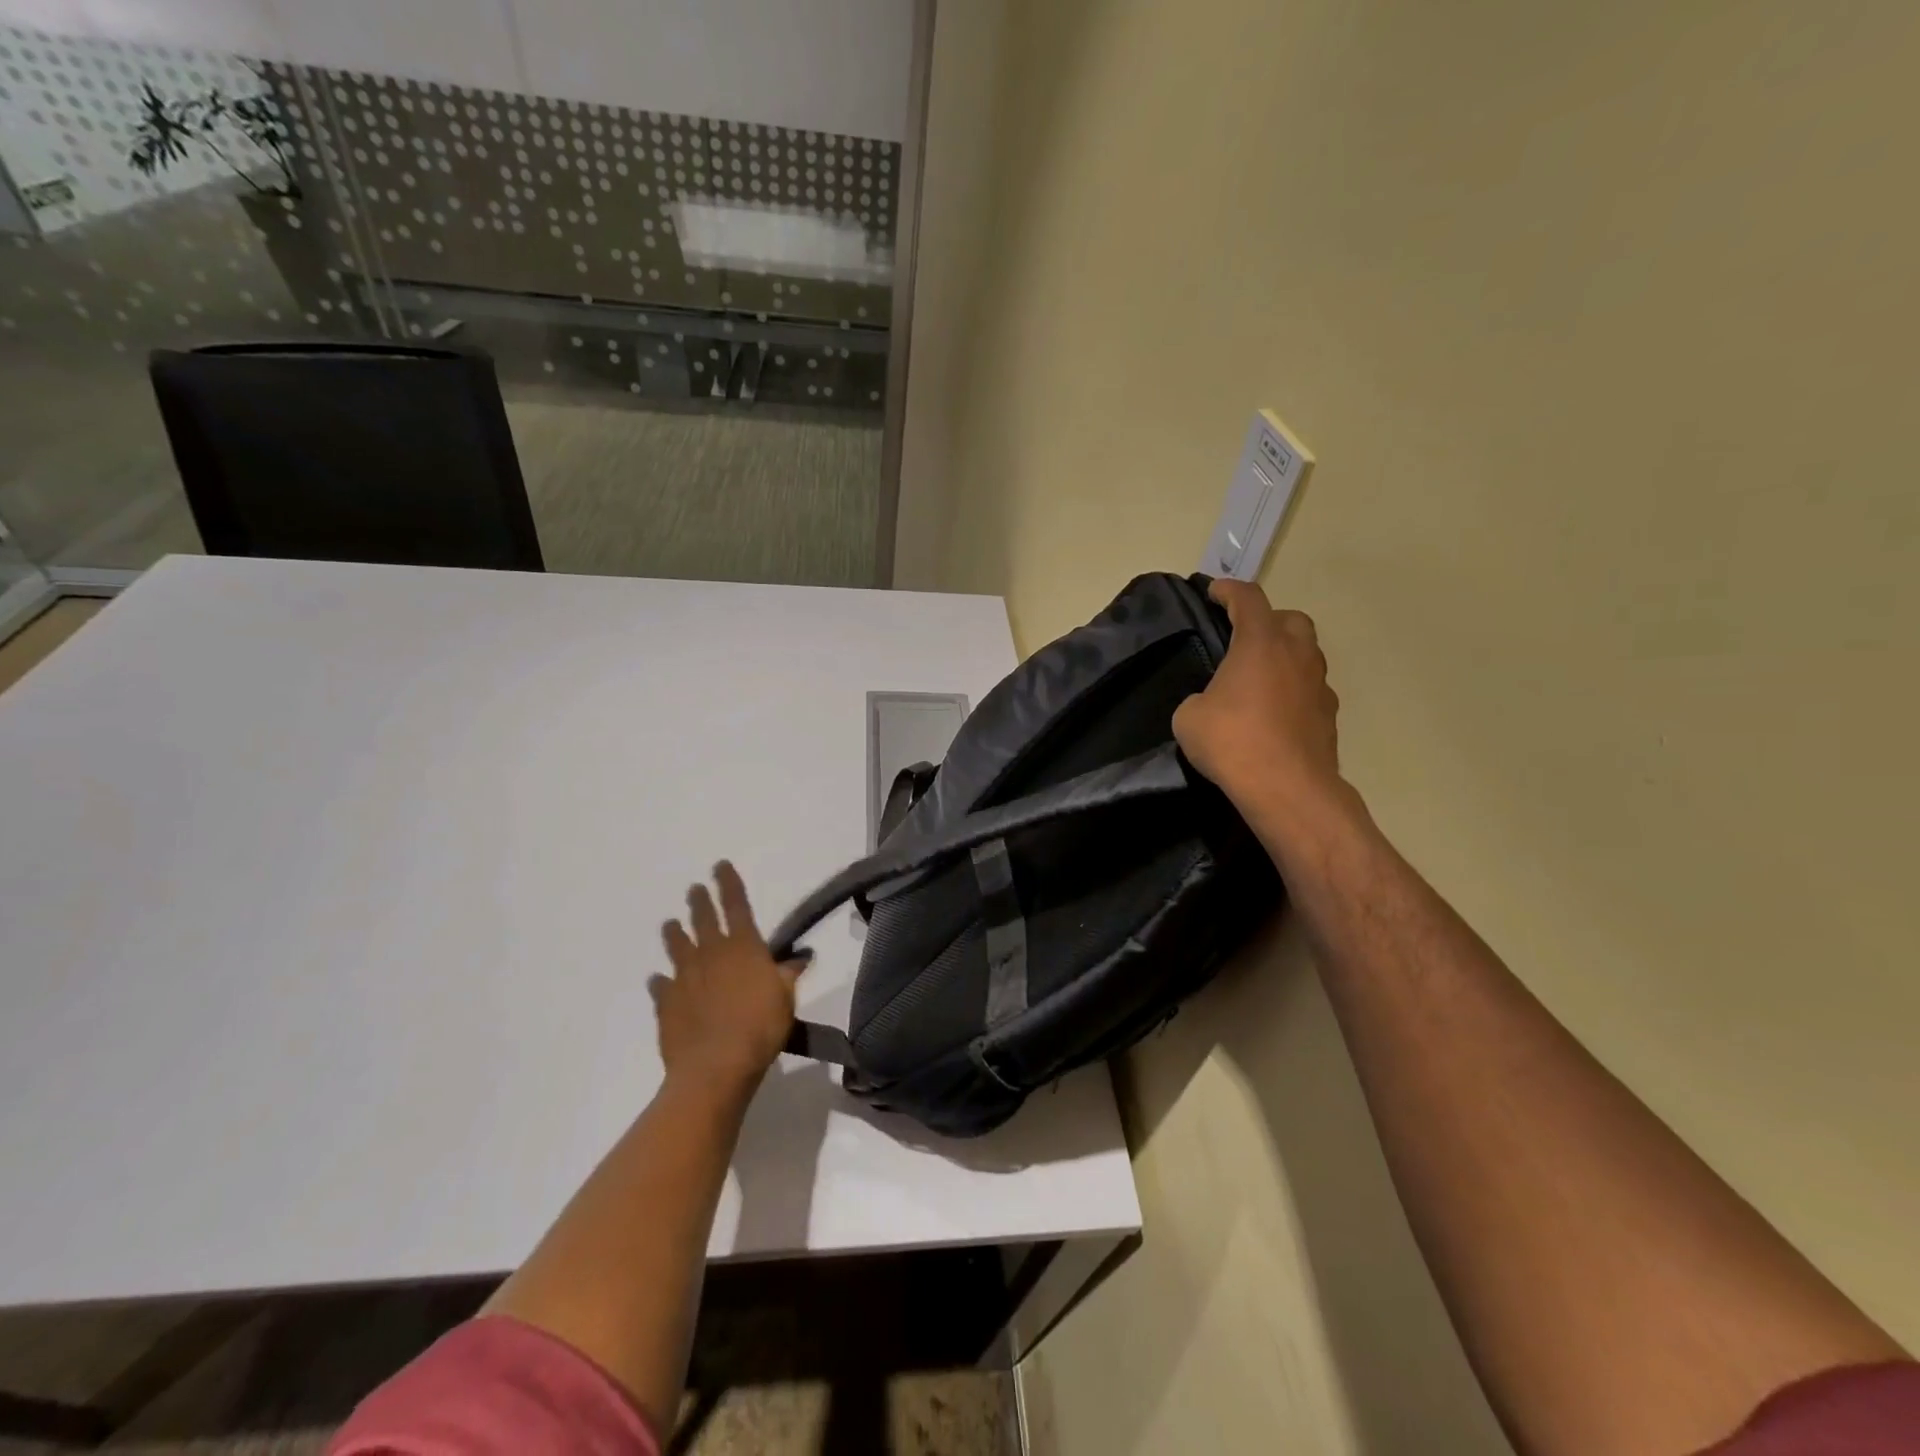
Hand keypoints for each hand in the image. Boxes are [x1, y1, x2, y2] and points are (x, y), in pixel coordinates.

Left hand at [654, 862, 807, 1103]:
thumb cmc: (760, 1027)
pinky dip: (661, 982)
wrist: (715, 1067)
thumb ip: (788, 974)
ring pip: (677, 947)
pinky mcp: (666, 1004)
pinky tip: (658, 980)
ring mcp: (684, 978)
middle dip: (699, 901)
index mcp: (742, 946)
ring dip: (674, 933)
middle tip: (694, 890)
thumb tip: (801, 956)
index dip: (729, 883)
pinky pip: (662, 987)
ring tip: (670, 924)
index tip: (720, 865)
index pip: (736, 905)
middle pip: (702, 919)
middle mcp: (710, 954)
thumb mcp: (786, 998)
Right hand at [1173, 578, 1342, 811]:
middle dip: (1267, 620)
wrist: (1287, 788)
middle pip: (1290, 619)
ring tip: (1258, 679)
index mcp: (1261, 643)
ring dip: (1284, 656)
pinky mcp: (1328, 716)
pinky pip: (1309, 689)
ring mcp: (1319, 685)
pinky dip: (1292, 690)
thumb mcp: (1189, 718)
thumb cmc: (1232, 742)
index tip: (1214, 591)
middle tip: (1243, 638)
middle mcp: (1297, 655)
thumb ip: (1198, 699)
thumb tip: (1209, 704)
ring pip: (1306, 654)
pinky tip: (1273, 714)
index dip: (1228, 590)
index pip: (1248, 599)